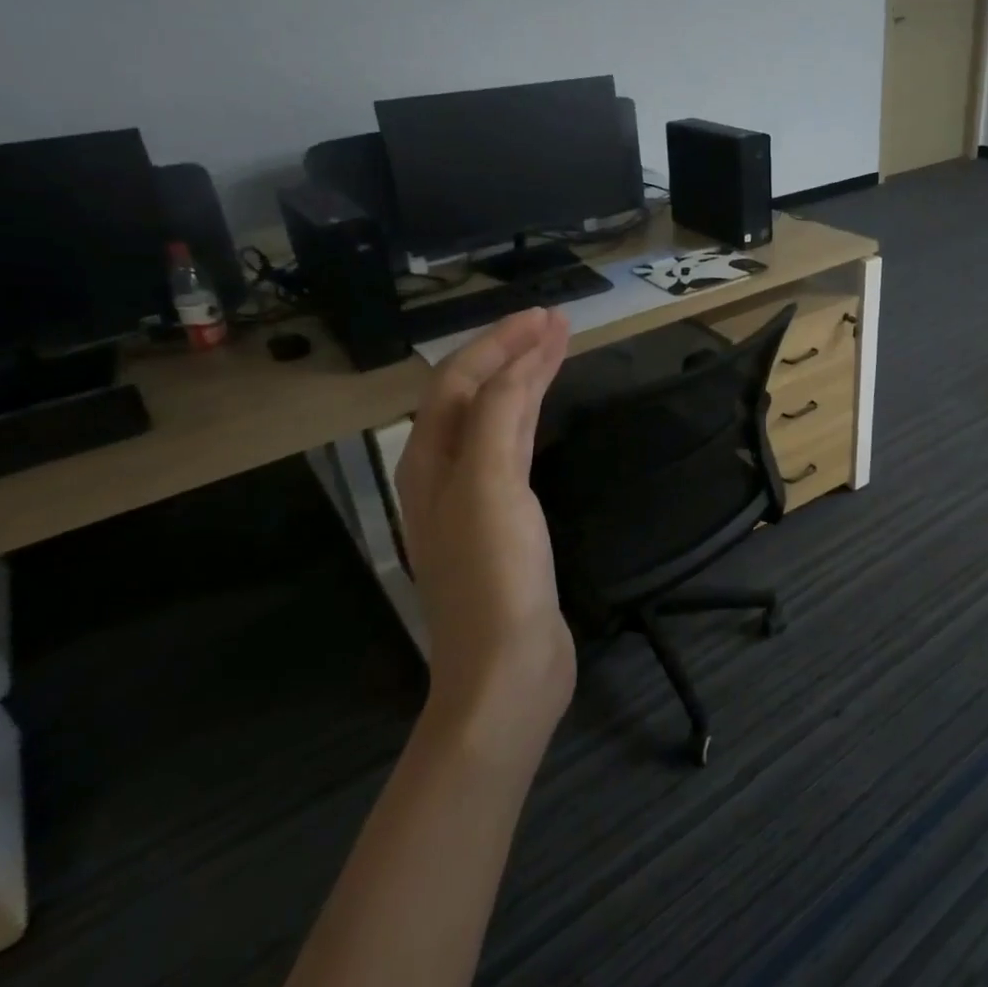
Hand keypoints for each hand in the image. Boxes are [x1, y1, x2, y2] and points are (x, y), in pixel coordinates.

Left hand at [395, 307, 574, 760]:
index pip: (460, 382)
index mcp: (430, 463)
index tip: (547, 316)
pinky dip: (531, 420)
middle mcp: (445, 475)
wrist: (507, 669)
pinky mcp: (507, 525)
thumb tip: (517, 364)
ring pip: (496, 422)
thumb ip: (499, 419)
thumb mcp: (490, 487)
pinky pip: (514, 452)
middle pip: (475, 396)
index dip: (499, 343)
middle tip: (557, 324)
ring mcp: (475, 501)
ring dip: (523, 382)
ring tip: (557, 352)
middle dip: (512, 354)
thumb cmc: (494, 577)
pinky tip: (544, 416)